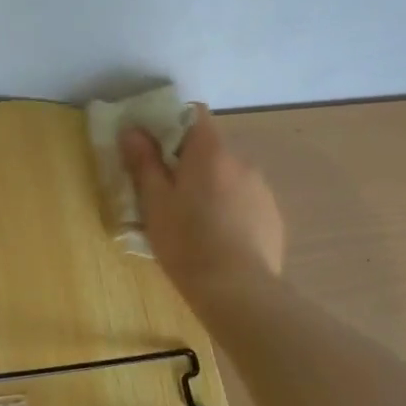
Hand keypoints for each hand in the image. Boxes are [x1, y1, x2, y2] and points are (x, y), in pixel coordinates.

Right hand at [119, 104, 284, 300]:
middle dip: (189, 163)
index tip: (154, 145)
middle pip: (210, 149)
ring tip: (194, 221)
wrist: (238, 291)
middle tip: (167, 192)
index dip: (172, 122)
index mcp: (210, 152)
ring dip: (211, 187)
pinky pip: (245, 201)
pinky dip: (230, 209)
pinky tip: (218, 239)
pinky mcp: (273, 217)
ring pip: (229, 177)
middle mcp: (241, 162)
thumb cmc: (187, 242)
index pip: (194, 114)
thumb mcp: (155, 202)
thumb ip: (144, 162)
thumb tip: (132, 130)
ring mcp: (262, 190)